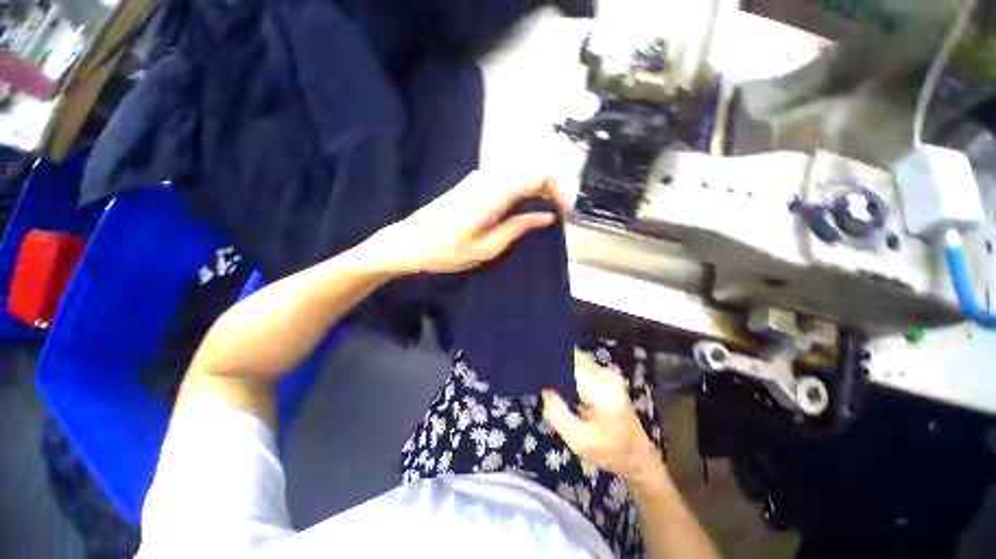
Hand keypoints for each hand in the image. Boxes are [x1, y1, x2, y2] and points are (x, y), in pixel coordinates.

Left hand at [369, 171, 566, 274]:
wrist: (408, 242)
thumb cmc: (445, 251)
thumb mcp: (487, 248)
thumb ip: (518, 227)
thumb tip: (547, 216)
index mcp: (493, 194)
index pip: (538, 175)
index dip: (558, 188)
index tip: (565, 210)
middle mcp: (488, 178)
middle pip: (531, 169)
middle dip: (550, 188)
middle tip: (556, 214)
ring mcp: (478, 178)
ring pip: (519, 172)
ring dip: (536, 189)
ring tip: (542, 213)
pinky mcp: (472, 183)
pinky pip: (506, 178)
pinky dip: (521, 189)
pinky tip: (521, 207)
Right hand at [543, 351, 661, 482]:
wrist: (637, 455)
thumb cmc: (609, 451)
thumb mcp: (578, 442)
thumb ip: (557, 415)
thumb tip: (545, 389)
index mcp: (604, 392)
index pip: (570, 367)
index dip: (552, 368)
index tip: (538, 374)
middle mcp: (608, 376)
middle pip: (573, 359)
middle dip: (556, 367)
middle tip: (541, 380)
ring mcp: (609, 373)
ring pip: (577, 360)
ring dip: (563, 368)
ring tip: (552, 384)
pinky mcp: (608, 374)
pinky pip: (582, 365)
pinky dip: (570, 371)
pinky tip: (564, 385)